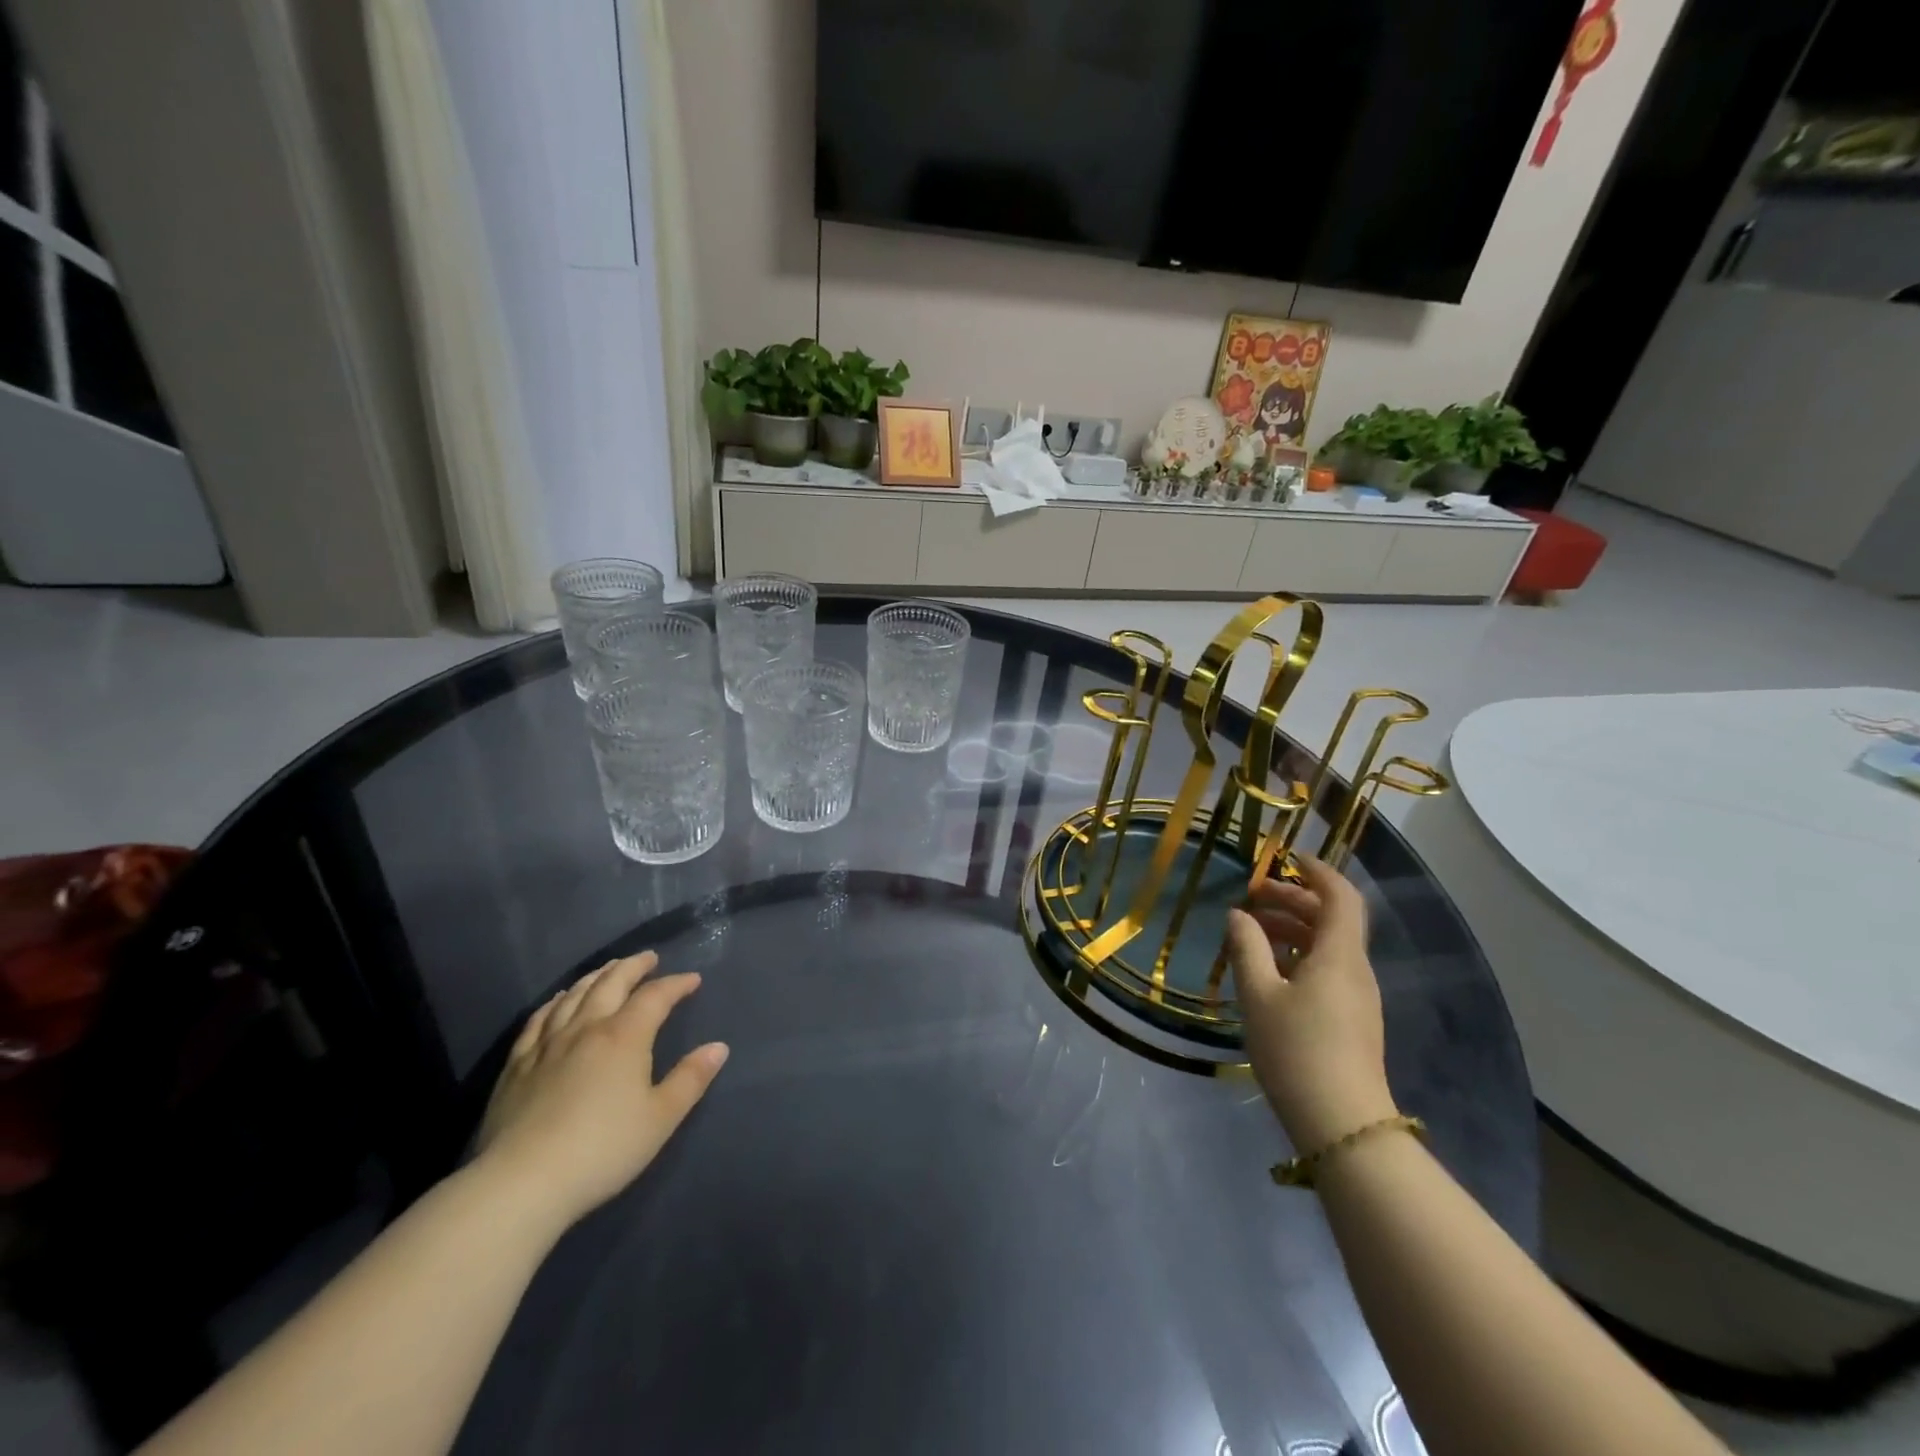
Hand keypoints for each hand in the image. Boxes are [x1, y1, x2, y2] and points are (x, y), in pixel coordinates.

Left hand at [476, 951, 727, 1229]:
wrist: (521, 1183)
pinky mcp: (517, 1065)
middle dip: (633, 967)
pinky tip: (558, 1000)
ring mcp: (547, 1044)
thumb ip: (690, 1079)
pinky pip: (538, 1019)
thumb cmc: (602, 1150)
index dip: (676, 984)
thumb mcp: (660, 1118)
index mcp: (625, 1036)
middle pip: (611, 983)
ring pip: (574, 995)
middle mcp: (586, 1028)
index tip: (692, 980)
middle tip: (648, 958)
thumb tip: (718, 1047)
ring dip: (596, 976)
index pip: (655, 996)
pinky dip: (555, 1001)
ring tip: (609, 970)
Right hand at [1224, 856, 1398, 1152]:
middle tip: (1254, 896)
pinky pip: (1328, 969)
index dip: (1317, 871)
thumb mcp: (1258, 994)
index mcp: (1339, 955)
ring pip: (1329, 945)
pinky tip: (1269, 969)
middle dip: (1295, 899)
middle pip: (1332, 919)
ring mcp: (1358, 997)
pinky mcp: (1352, 1019)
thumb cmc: (1296, 1050)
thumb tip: (1239, 915)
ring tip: (1252, 930)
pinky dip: (1300, 954)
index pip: (1340, 896)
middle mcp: (1355, 969)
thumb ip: (1247, 948)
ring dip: (1294, 928)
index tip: (1288, 858)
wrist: (1342, 1125)